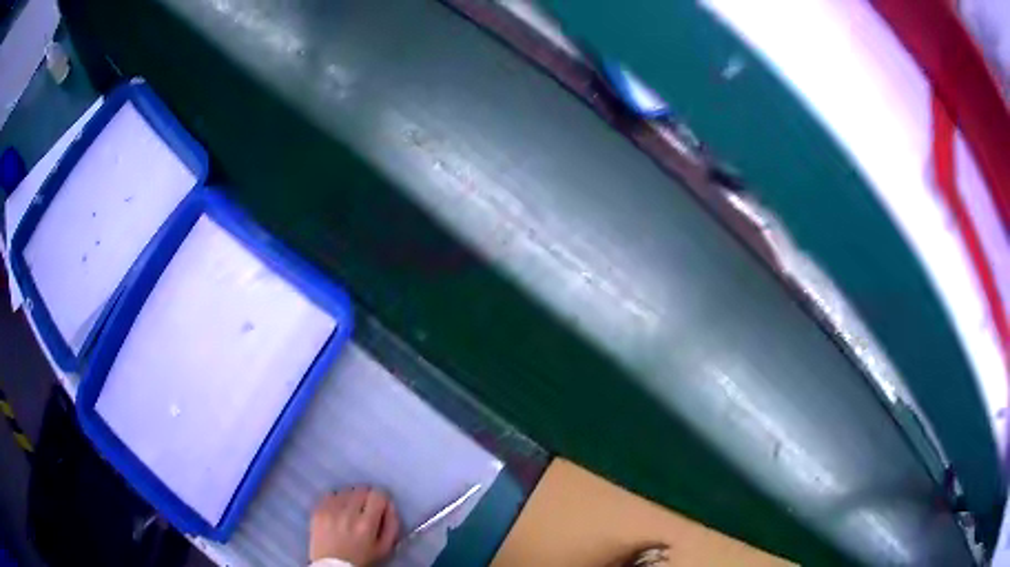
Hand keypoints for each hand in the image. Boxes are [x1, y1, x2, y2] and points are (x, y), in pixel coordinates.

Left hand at [309, 487, 400, 565]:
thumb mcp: (385, 548)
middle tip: (366, 509)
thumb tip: (390, 505)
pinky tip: (338, 510)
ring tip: (351, 510)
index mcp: (366, 524)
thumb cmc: (362, 559)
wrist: (334, 566)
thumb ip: (392, 525)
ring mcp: (330, 510)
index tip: (380, 507)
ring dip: (351, 498)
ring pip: (345, 490)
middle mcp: (347, 513)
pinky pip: (329, 494)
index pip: (378, 495)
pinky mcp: (317, 510)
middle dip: (367, 497)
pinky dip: (336, 499)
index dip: (382, 499)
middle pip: (361, 489)